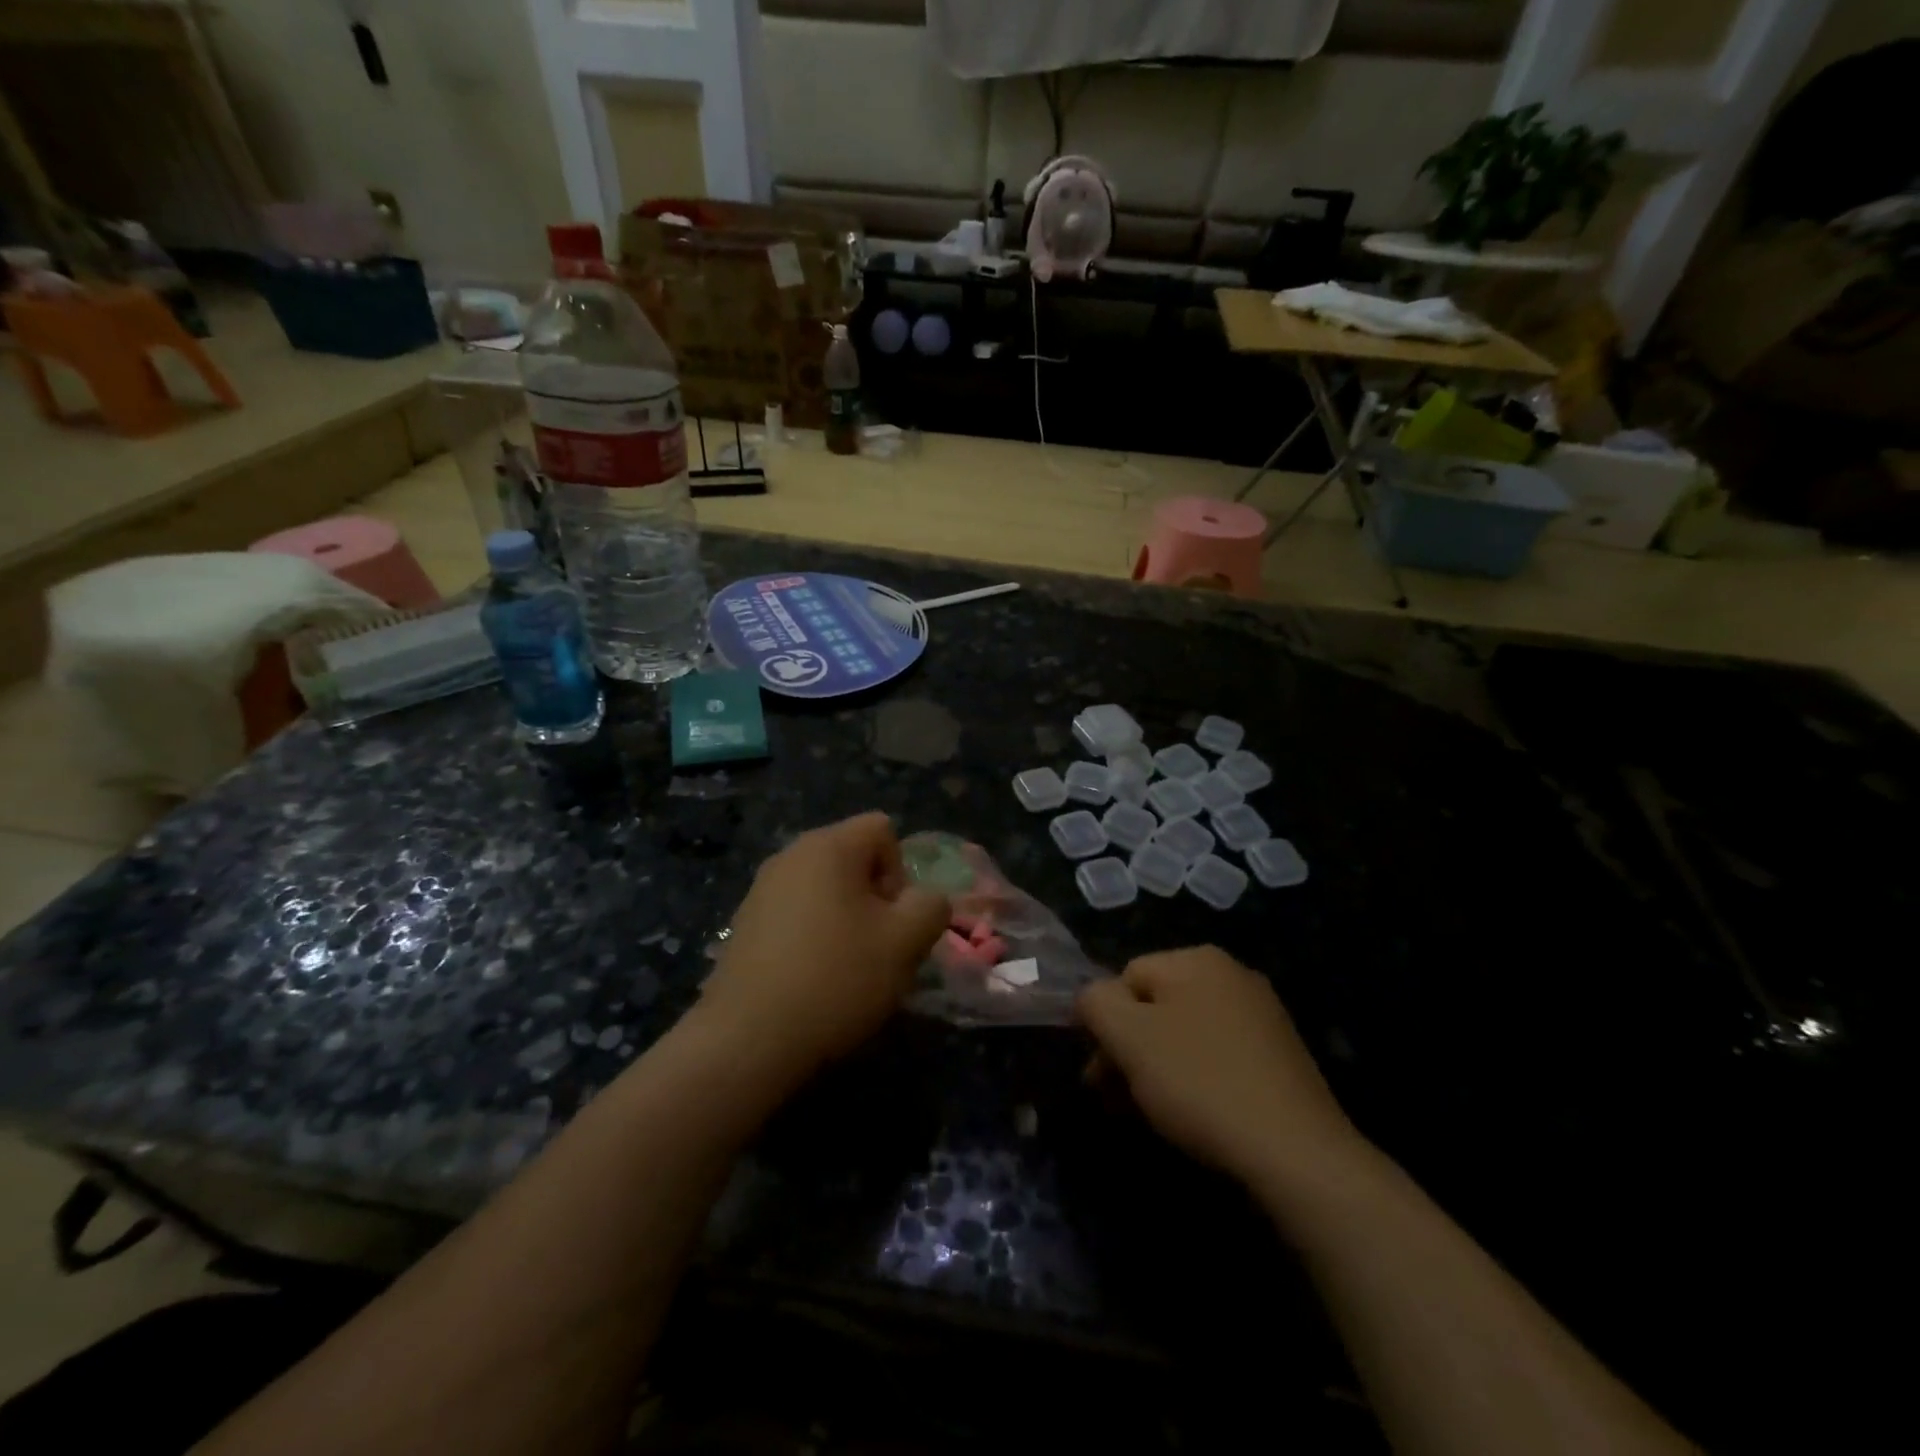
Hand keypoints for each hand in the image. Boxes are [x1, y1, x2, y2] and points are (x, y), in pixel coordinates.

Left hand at [692, 813, 948, 1089]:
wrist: (748, 1039)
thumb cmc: (836, 978)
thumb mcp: (906, 942)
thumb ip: (931, 907)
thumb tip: (925, 900)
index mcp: (828, 845)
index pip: (882, 829)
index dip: (901, 871)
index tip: (893, 919)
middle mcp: (790, 855)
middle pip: (853, 859)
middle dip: (876, 899)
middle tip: (878, 947)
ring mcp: (761, 890)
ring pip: (825, 890)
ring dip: (846, 920)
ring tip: (847, 970)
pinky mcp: (744, 925)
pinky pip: (796, 915)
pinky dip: (813, 938)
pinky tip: (812, 981)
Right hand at [1076, 947, 1363, 1187]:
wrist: (1296, 1154)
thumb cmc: (1200, 1083)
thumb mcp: (1128, 1036)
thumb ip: (1095, 1002)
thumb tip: (1092, 999)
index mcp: (1198, 959)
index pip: (1126, 977)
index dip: (1104, 1023)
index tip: (1098, 1073)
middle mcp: (1233, 976)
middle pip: (1156, 1005)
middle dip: (1129, 1049)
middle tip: (1114, 1097)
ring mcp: (1262, 1017)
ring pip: (1185, 1035)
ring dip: (1157, 1068)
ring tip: (1149, 1112)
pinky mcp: (1280, 1058)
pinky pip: (1217, 1058)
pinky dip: (1195, 1081)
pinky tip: (1193, 1117)